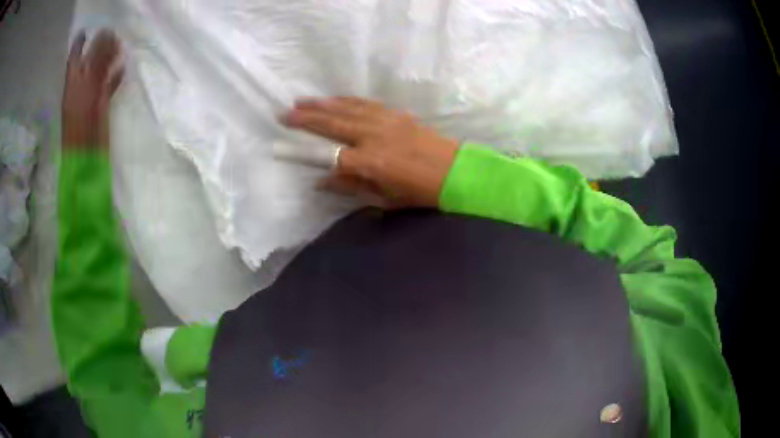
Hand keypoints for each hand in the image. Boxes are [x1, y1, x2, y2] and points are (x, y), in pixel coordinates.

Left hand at [62, 29, 123, 149]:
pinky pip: (108, 87)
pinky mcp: (101, 107)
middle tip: (111, 33)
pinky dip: (114, 78)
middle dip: (99, 47)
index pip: (75, 59)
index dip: (79, 45)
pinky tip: (122, 69)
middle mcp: (81, 88)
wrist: (86, 159)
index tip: (86, 31)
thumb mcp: (85, 91)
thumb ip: (95, 66)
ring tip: (119, 45)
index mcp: (73, 85)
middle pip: (89, 62)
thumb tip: (105, 38)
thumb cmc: (81, 128)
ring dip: (109, 59)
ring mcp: (91, 97)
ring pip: (100, 72)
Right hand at [282, 97, 459, 207]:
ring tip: (302, 100)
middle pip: (333, 124)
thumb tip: (321, 180)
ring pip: (347, 108)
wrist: (455, 172)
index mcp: (370, 162)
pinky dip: (347, 100)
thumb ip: (351, 186)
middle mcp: (373, 137)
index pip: (329, 154)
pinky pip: (366, 103)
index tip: (285, 146)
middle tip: (284, 113)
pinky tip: (335, 98)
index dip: (305, 151)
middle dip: (306, 118)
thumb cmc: (419, 192)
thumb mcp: (384, 198)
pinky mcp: (396, 114)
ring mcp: (385, 122)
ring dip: (322, 104)